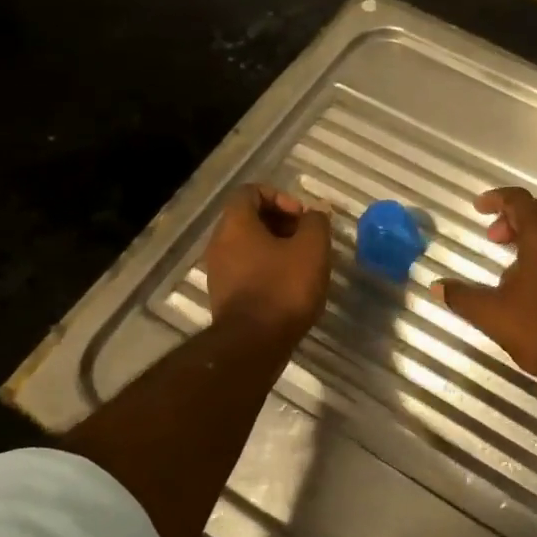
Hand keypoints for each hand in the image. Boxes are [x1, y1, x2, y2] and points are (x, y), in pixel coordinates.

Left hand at [204, 184, 331, 343]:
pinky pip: (247, 270)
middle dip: (282, 223)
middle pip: (249, 219)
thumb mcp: (312, 248)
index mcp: (235, 224)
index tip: (303, 217)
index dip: (281, 197)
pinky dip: (269, 270)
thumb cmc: (283, 288)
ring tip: (304, 264)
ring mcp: (219, 272)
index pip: (251, 192)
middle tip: (308, 239)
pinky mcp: (225, 297)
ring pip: (249, 246)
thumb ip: (316, 223)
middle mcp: (220, 244)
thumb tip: (315, 214)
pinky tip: (291, 287)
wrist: (254, 344)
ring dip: (277, 248)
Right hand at [432, 187, 536, 388]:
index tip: (477, 207)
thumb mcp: (491, 314)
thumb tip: (436, 287)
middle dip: (511, 216)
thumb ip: (461, 296)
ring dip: (527, 232)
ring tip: (505, 255)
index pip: (520, 201)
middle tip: (490, 235)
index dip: (496, 199)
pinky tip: (526, 277)